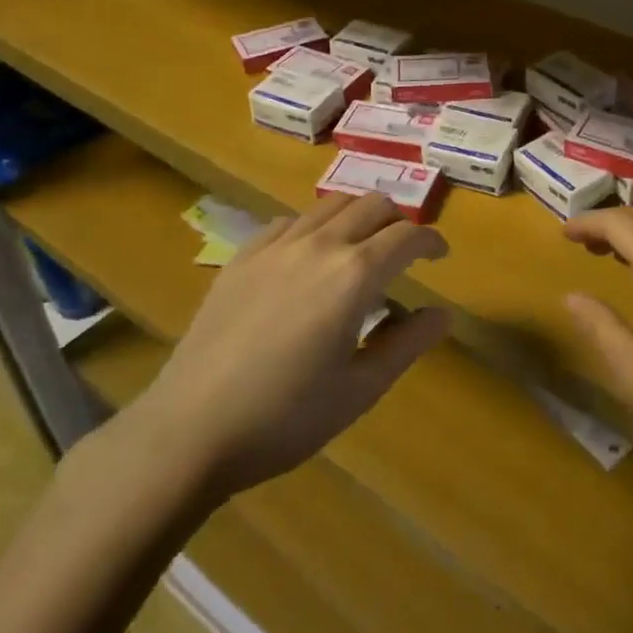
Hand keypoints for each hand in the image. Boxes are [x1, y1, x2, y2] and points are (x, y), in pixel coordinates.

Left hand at [131, 193, 448, 501]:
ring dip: (358, 217)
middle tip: (405, 251)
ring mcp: (276, 245)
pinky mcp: (243, 256)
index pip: (407, 236)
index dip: (431, 241)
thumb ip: (408, 344)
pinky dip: (315, 227)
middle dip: (398, 221)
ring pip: (331, 204)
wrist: (190, 429)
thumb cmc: (285, 417)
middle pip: (372, 205)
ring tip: (360, 248)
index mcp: (355, 274)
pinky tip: (309, 257)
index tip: (440, 256)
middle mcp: (319, 244)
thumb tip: (442, 313)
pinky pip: (290, 221)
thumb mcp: (360, 390)